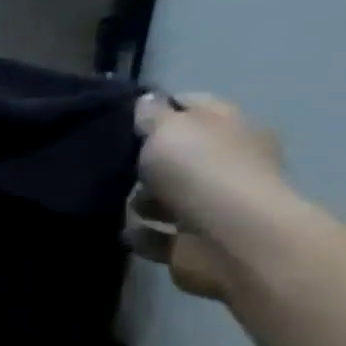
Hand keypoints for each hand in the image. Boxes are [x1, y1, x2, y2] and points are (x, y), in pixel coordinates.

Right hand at [130, 93, 300, 301]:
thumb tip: (148, 101)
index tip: (123, 116)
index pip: (195, 106)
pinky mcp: (195, 244)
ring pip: (167, 197)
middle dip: (146, 160)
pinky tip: (126, 229)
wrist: (230, 240)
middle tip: (112, 161)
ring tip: (115, 199)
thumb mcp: (169, 127)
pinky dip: (141, 233)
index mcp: (233, 129)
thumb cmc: (202, 171)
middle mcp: (229, 165)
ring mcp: (213, 207)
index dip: (160, 107)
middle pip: (180, 155)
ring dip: (141, 200)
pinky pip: (157, 235)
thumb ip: (153, 114)